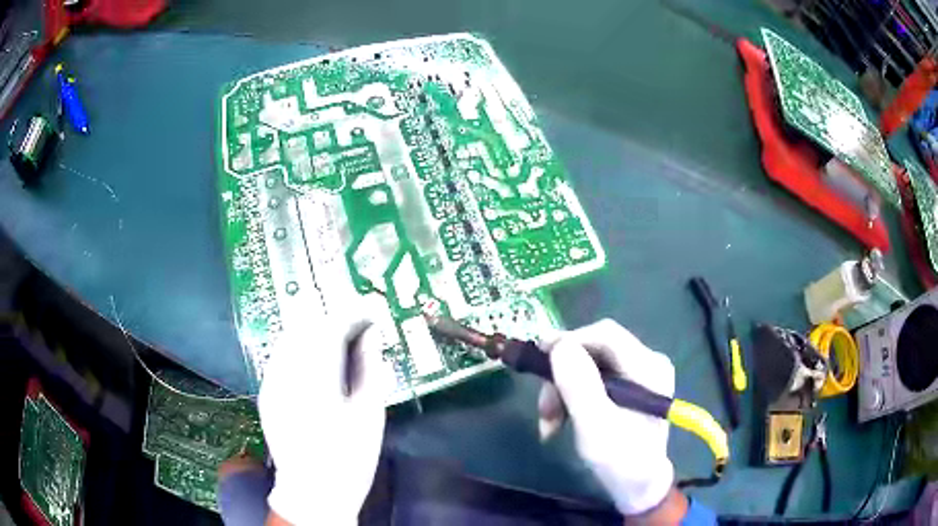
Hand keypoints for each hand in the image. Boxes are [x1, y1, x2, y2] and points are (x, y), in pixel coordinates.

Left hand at [258, 308, 390, 524]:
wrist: (313, 492)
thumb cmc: (348, 458)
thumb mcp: (369, 414)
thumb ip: (369, 368)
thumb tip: (371, 335)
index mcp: (317, 378)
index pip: (331, 327)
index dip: (352, 313)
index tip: (370, 312)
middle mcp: (287, 373)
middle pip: (306, 325)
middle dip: (332, 317)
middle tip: (355, 323)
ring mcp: (271, 382)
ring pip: (290, 337)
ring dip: (314, 330)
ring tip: (337, 339)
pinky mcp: (266, 393)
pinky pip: (281, 356)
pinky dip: (300, 348)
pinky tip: (314, 361)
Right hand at [538, 319, 676, 515]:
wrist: (637, 486)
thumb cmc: (620, 460)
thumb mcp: (595, 426)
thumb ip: (579, 385)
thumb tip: (559, 345)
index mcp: (648, 367)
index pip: (606, 335)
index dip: (570, 340)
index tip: (537, 357)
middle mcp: (647, 362)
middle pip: (595, 349)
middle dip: (562, 374)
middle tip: (542, 406)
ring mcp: (638, 374)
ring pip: (588, 365)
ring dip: (562, 389)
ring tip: (548, 422)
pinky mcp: (628, 386)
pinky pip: (592, 379)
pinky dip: (571, 396)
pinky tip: (559, 420)